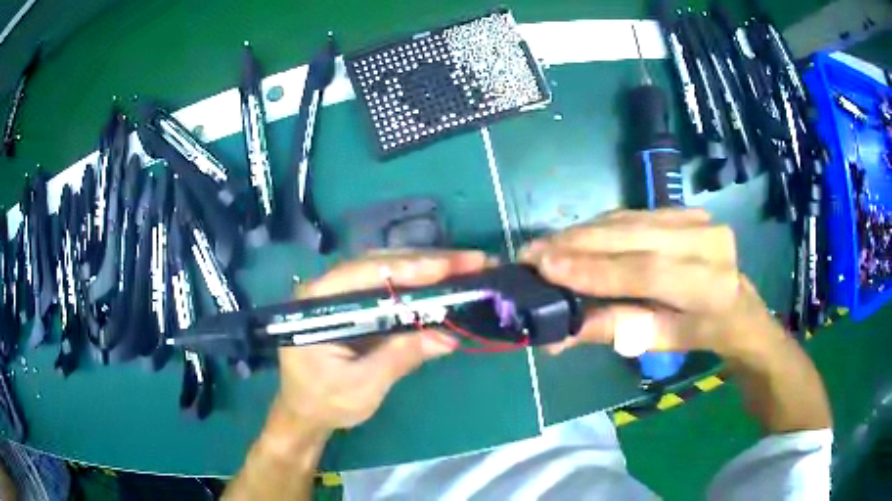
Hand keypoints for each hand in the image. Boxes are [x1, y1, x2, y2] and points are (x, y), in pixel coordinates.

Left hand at [276, 250, 487, 430]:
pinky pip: (389, 287)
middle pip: (381, 264)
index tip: (451, 266)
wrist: (305, 413)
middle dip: (428, 262)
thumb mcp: (362, 386)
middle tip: (473, 261)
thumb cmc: (324, 402)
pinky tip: (444, 283)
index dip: (410, 268)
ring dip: (427, 268)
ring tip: (466, 267)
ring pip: (388, 271)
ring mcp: (342, 294)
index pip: (366, 274)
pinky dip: (419, 285)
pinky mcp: (356, 306)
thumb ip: (399, 358)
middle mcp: (328, 287)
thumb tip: (448, 336)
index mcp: (318, 302)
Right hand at [522, 209, 784, 358]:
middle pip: (633, 238)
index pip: (646, 272)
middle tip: (531, 252)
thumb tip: (559, 335)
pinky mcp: (685, 209)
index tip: (546, 267)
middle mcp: (707, 242)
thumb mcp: (663, 341)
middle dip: (578, 244)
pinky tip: (575, 236)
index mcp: (710, 285)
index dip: (595, 270)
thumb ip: (617, 330)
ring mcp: (697, 219)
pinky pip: (634, 215)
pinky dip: (601, 226)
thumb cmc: (702, 332)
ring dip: (583, 232)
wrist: (738, 304)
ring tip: (545, 244)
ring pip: (628, 221)